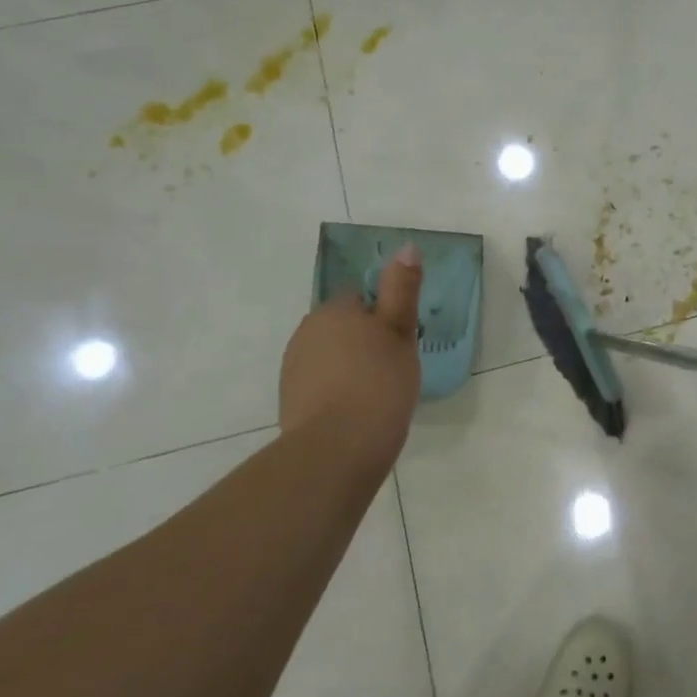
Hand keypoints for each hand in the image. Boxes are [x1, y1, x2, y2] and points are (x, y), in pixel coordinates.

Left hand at [280, 244, 423, 451]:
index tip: (399, 343)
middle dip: (363, 342)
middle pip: (342, 327)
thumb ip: (402, 289)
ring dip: (349, 368)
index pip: (360, 300)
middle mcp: (307, 331)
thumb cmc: (378, 384)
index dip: (382, 318)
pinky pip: (320, 385)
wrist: (336, 450)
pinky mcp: (290, 400)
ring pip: (330, 357)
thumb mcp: (400, 332)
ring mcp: (294, 367)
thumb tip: (406, 246)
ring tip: (376, 396)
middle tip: (392, 369)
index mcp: (335, 311)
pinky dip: (336, 392)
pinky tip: (355, 413)